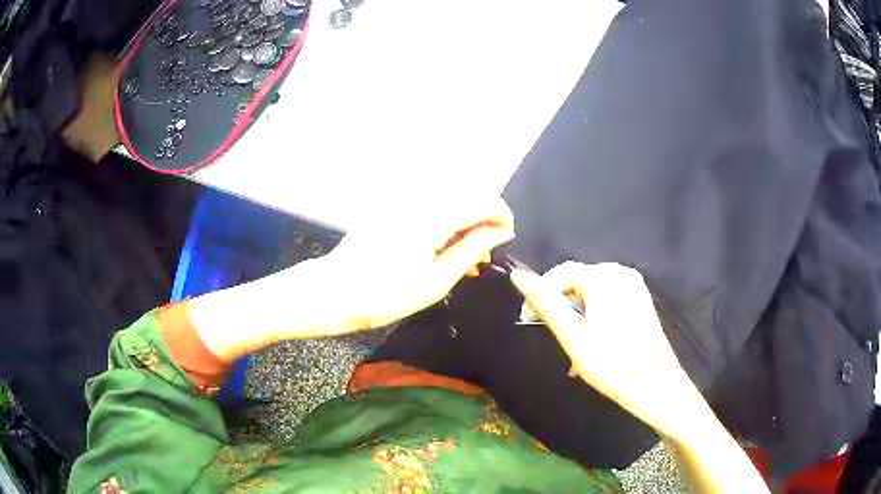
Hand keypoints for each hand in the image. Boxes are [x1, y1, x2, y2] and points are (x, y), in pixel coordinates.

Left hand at [320, 195, 514, 332]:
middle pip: (467, 197)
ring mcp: (403, 201)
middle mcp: (418, 200)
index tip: (507, 239)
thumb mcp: (436, 281)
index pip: (482, 201)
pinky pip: (430, 207)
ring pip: (450, 203)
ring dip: (464, 225)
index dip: (502, 217)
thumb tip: (500, 233)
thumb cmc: (384, 295)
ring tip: (465, 260)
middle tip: (483, 258)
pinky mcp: (392, 207)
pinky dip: (444, 225)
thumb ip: (472, 250)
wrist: (335, 291)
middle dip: (483, 223)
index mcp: (431, 217)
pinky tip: (443, 250)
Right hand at [510, 262, 707, 440]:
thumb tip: (518, 276)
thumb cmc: (612, 364)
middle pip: (579, 282)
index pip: (562, 272)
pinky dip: (596, 317)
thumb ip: (546, 304)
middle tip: (557, 341)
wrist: (656, 386)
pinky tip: (595, 345)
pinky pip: (610, 300)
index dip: (542, 293)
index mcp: (604, 278)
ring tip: (575, 350)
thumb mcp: (573, 337)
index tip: (528, 320)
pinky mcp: (642, 299)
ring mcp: (635, 286)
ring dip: (579, 317)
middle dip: (563, 308)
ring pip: (593, 293)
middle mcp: (621, 273)